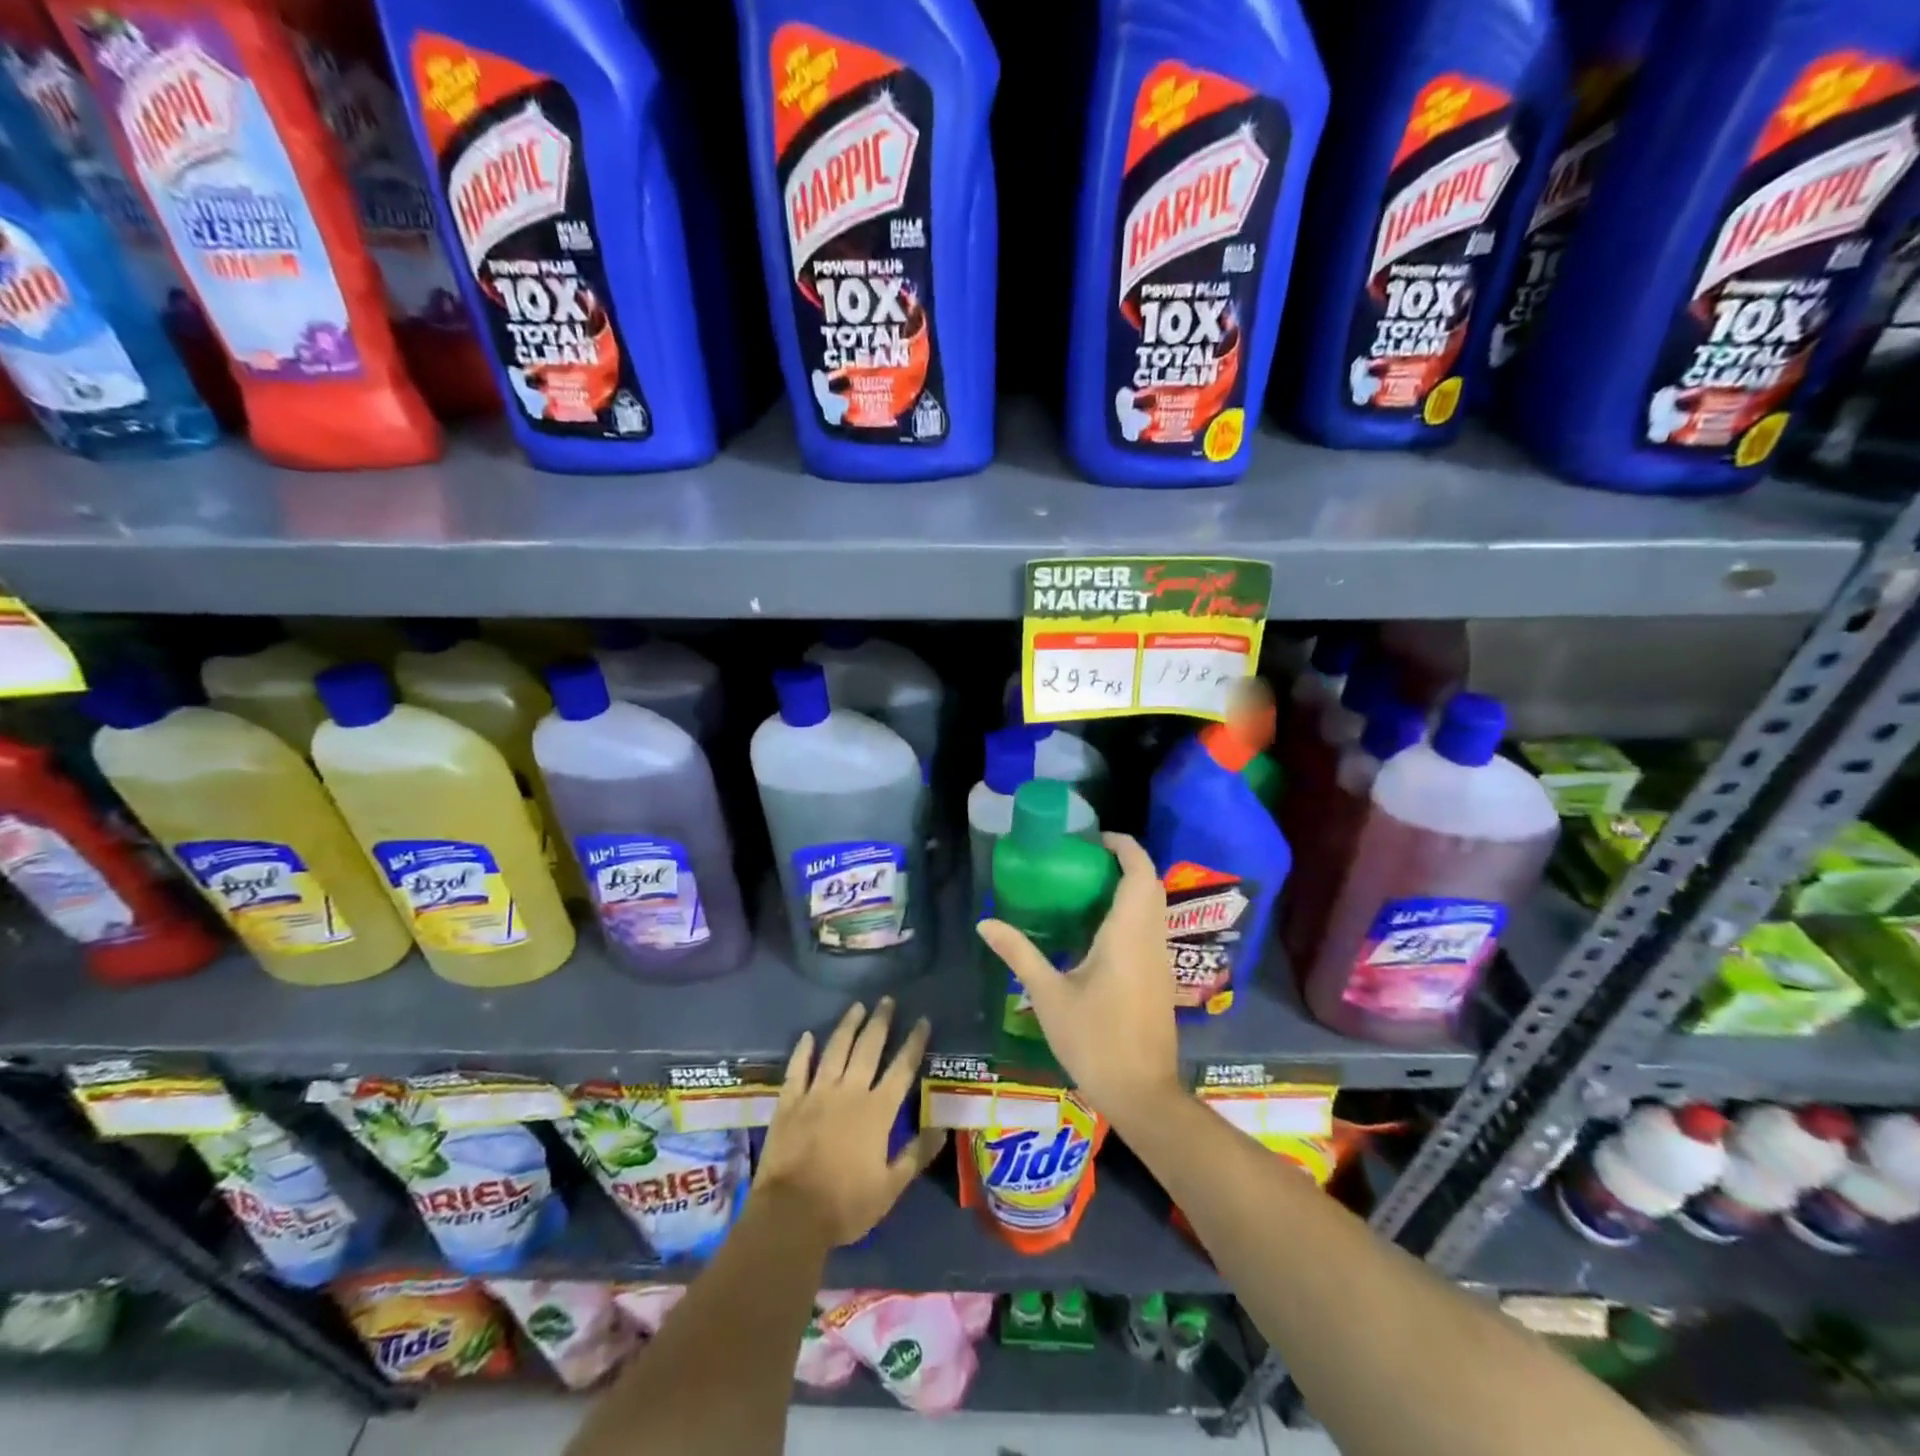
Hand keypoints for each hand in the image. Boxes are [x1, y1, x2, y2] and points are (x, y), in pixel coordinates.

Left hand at [753, 999, 947, 1246]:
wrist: (790, 1214)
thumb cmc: (845, 1204)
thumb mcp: (890, 1188)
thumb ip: (916, 1154)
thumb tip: (943, 1128)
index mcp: (878, 1110)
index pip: (902, 1068)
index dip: (914, 1042)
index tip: (922, 1020)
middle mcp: (850, 1091)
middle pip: (868, 1047)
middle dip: (881, 1022)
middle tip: (887, 1000)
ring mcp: (817, 1093)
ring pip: (836, 1049)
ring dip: (848, 1026)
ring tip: (857, 1006)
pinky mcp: (790, 1101)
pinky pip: (798, 1068)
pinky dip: (803, 1050)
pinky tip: (807, 1036)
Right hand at [977, 832, 1181, 1126]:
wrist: (1142, 1093)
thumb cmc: (1094, 1039)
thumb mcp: (1048, 994)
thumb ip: (1019, 953)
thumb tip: (984, 923)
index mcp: (1128, 933)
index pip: (1139, 871)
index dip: (1123, 846)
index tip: (1094, 838)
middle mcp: (1150, 938)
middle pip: (1149, 884)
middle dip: (1123, 863)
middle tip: (1083, 860)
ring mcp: (1160, 959)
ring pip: (1153, 907)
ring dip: (1128, 888)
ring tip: (1084, 888)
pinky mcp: (1160, 978)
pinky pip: (1149, 928)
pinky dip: (1130, 913)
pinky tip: (1096, 931)